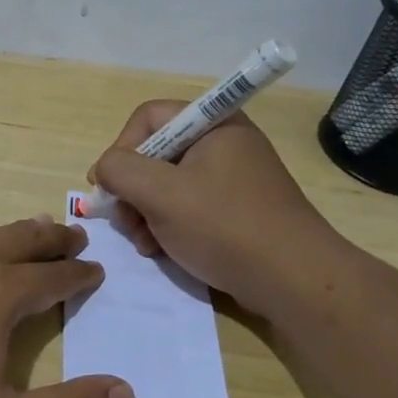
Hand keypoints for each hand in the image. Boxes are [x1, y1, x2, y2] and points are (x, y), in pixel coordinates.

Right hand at [88, 103, 346, 314]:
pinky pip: (188, 206)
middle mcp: (223, 143)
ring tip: (145, 244)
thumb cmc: (224, 227)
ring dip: (145, 213)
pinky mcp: (235, 209)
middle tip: (125, 222)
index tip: (109, 186)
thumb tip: (104, 168)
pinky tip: (162, 250)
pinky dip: (168, 225)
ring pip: (167, 184)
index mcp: (213, 124)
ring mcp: (231, 177)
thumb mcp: (161, 194)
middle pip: (155, 152)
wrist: (293, 280)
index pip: (148, 117)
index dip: (121, 148)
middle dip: (131, 189)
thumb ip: (120, 170)